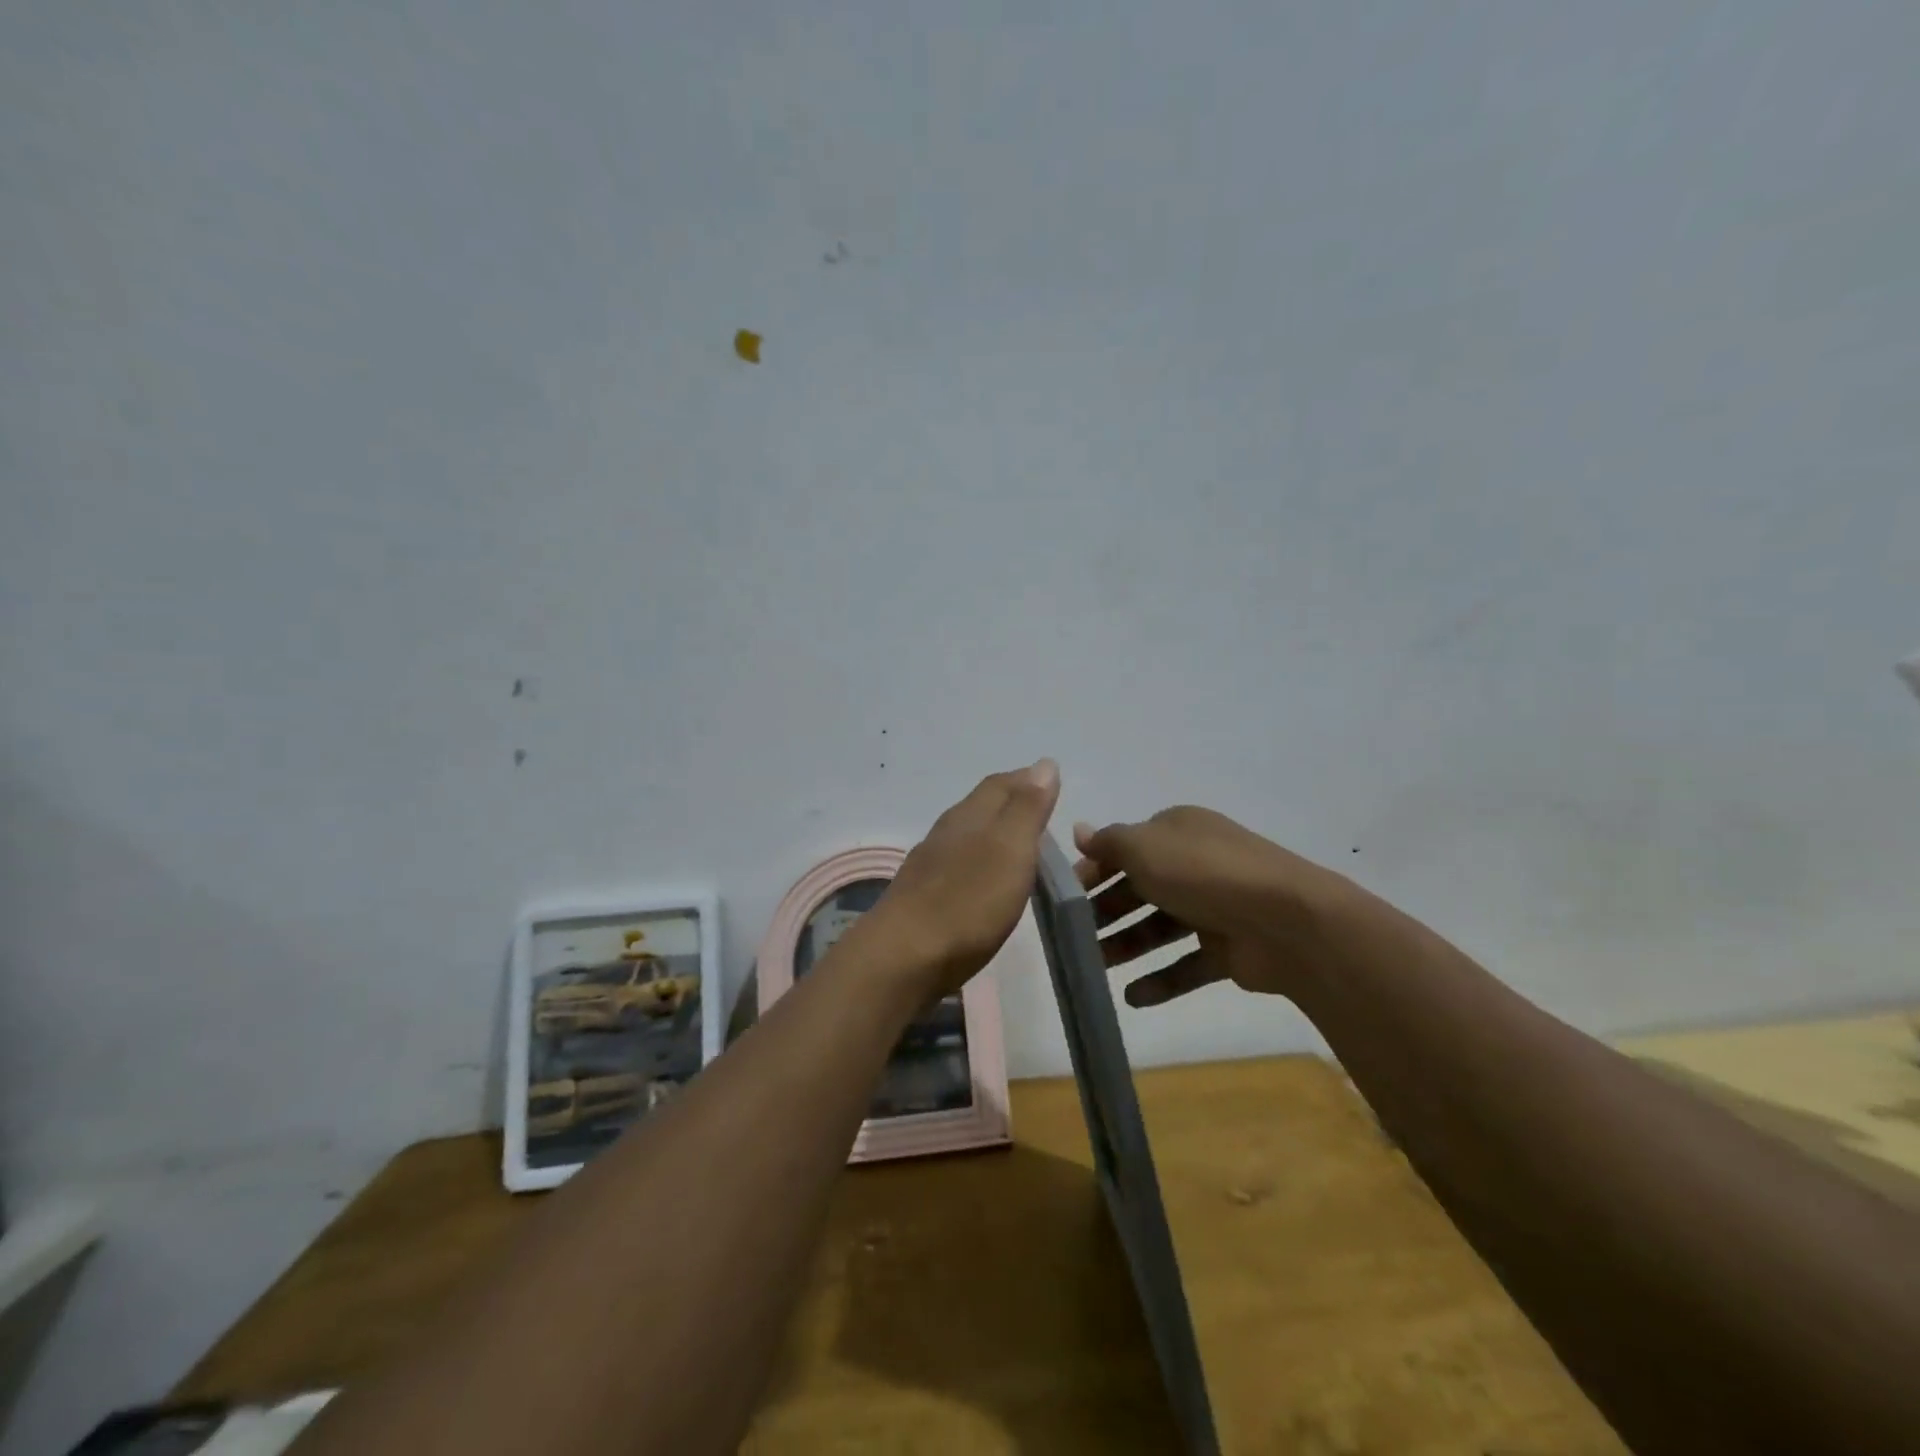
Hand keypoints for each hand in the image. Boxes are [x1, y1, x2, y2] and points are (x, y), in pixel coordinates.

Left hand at [862, 759, 1061, 997]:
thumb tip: (1045, 763)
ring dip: (993, 835)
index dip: (1026, 780)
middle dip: (1010, 804)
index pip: (1000, 784)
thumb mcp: (1009, 850)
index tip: (1050, 785)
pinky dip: (978, 865)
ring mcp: (929, 865)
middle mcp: (946, 832)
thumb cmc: (966, 903)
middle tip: (1041, 816)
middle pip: (981, 807)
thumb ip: (1027, 808)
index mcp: (969, 815)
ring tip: (1019, 849)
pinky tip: (985, 884)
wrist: (903, 959)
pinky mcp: (922, 898)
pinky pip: (957, 867)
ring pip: (967, 836)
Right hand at [1072, 806, 1361, 1005]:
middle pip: (1140, 888)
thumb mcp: (1144, 847)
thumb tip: (1079, 831)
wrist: (1288, 922)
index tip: (1063, 897)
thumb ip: (1108, 842)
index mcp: (1177, 832)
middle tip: (1074, 936)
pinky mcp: (1229, 948)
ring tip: (1095, 968)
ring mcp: (1215, 907)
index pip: (1125, 848)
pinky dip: (1160, 979)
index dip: (1093, 870)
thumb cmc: (1203, 873)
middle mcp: (1195, 864)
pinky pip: (1187, 964)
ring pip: (1160, 927)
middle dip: (1106, 912)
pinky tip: (1132, 997)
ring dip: (1127, 946)